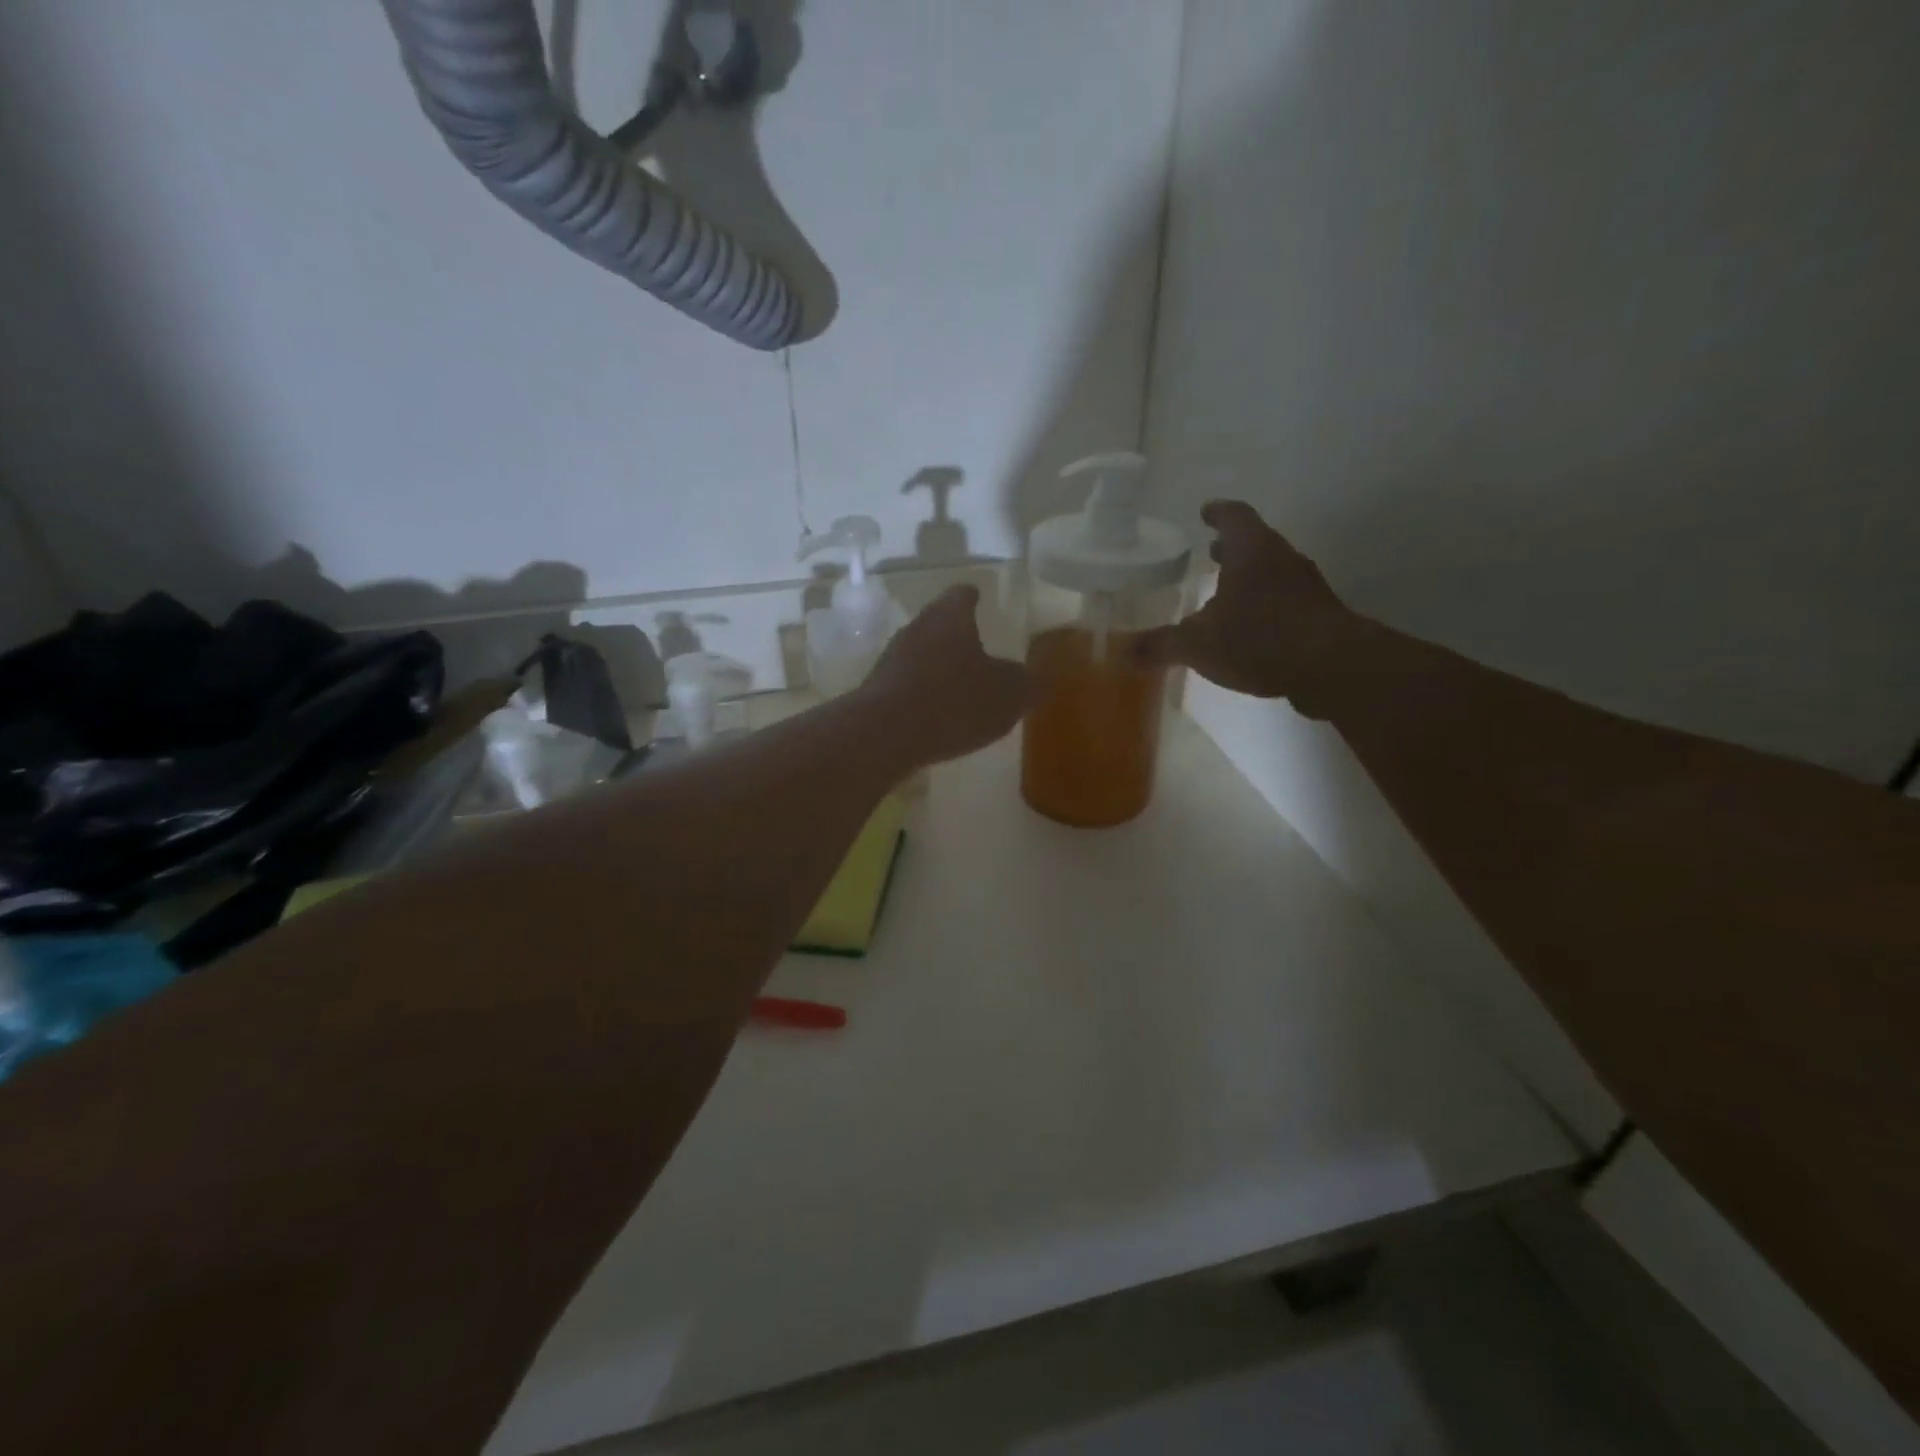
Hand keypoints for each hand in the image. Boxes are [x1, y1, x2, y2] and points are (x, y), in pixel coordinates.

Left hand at [861, 585, 1028, 764]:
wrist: (884, 734)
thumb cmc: (954, 702)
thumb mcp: (1008, 696)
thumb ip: (1026, 684)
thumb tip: (1034, 679)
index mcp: (950, 616)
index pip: (962, 594)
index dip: (975, 596)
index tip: (981, 598)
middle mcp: (917, 628)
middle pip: (939, 623)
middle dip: (958, 636)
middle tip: (980, 650)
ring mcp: (892, 658)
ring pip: (922, 653)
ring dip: (940, 666)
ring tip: (962, 688)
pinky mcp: (878, 689)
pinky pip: (908, 683)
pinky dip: (924, 693)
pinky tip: (938, 715)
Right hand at [1138, 501, 1366, 716]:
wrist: (1331, 667)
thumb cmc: (1258, 639)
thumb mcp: (1197, 645)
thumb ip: (1159, 645)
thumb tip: (1122, 652)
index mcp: (1252, 551)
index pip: (1234, 516)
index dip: (1217, 513)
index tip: (1205, 512)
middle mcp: (1282, 559)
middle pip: (1256, 543)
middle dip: (1232, 548)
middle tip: (1212, 553)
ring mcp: (1306, 586)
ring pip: (1273, 571)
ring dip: (1250, 577)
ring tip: (1226, 593)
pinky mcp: (1319, 614)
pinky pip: (1286, 600)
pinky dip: (1266, 605)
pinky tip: (1251, 629)